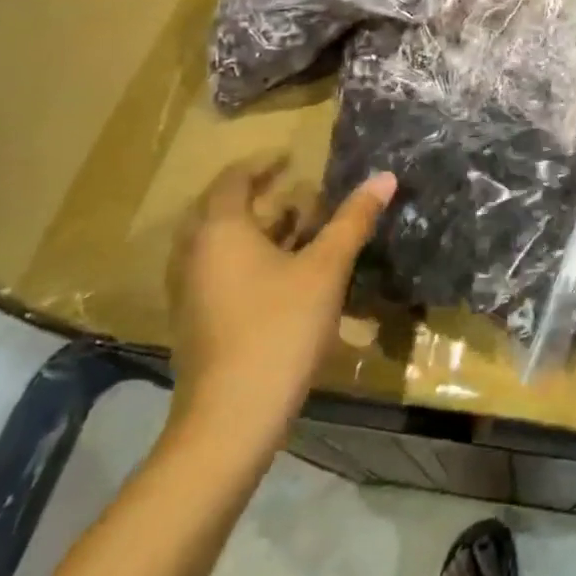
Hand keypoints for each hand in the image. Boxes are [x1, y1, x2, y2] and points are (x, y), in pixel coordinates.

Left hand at [166, 155, 394, 459]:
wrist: (231, 418)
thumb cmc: (280, 328)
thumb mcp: (326, 268)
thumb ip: (353, 220)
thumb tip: (384, 177)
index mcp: (220, 231)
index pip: (233, 180)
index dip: (262, 164)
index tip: (291, 157)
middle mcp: (195, 254)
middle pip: (222, 210)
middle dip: (261, 197)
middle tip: (300, 193)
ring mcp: (191, 291)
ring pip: (222, 244)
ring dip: (258, 230)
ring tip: (300, 229)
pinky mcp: (197, 321)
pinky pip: (221, 271)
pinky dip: (250, 259)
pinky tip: (287, 275)